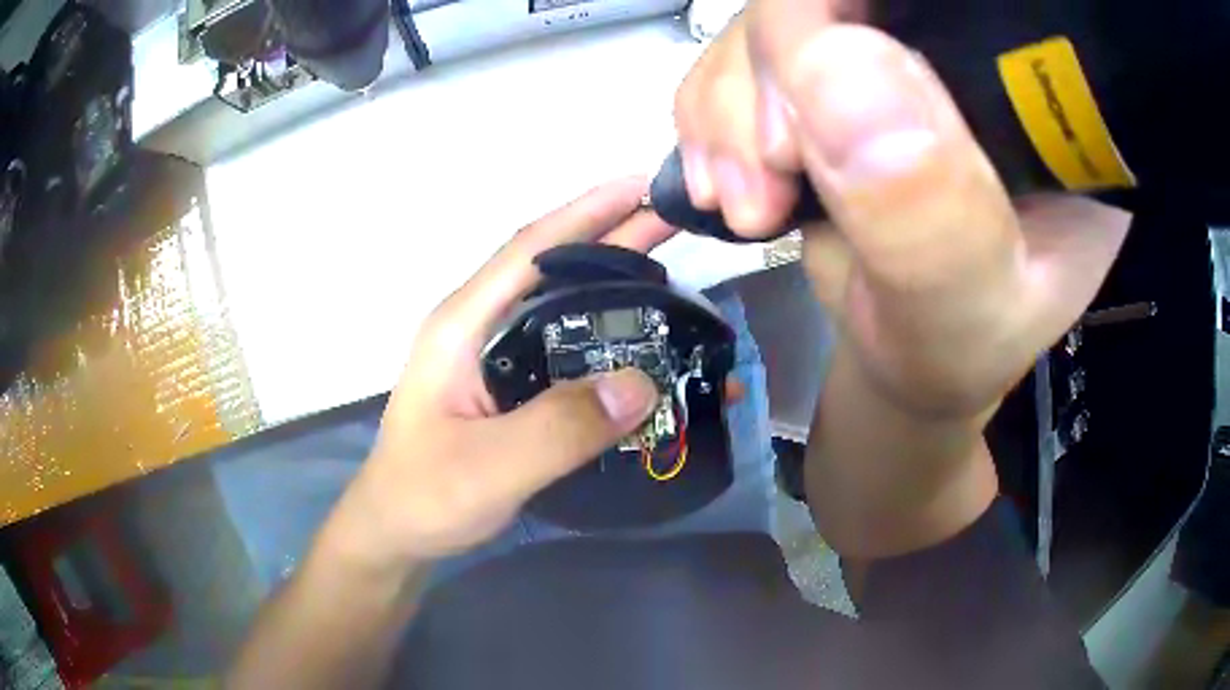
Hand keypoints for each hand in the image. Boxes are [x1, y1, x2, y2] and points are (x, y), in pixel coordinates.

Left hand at [332, 178, 677, 568]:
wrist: (397, 533)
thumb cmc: (424, 497)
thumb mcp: (488, 468)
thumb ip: (559, 428)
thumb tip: (642, 382)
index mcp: (463, 326)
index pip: (529, 249)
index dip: (586, 212)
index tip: (642, 187)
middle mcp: (480, 328)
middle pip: (552, 268)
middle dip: (612, 238)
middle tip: (674, 223)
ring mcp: (495, 358)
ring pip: (562, 307)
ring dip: (612, 285)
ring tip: (670, 275)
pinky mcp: (510, 388)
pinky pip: (566, 349)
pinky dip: (604, 338)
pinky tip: (638, 345)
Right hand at [675, 3, 1130, 416]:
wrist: (911, 355)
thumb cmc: (956, 352)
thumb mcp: (965, 317)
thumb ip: (929, 219)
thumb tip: (833, 69)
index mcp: (1039, 96)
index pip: (949, 4)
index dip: (851, 13)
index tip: (807, 114)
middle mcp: (961, 50)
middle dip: (773, 74)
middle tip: (768, 186)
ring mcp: (890, 54)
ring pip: (774, 17)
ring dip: (730, 106)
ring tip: (748, 204)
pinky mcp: (831, 75)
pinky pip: (740, 54)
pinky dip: (711, 115)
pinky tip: (732, 182)